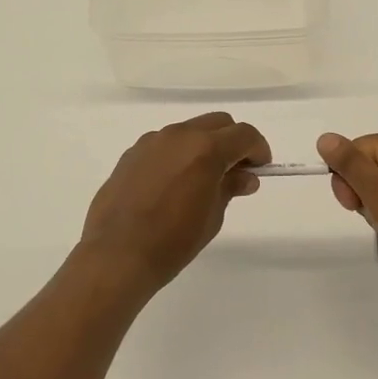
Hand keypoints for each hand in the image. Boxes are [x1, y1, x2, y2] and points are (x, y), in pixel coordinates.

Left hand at [79, 113, 270, 295]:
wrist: (116, 255)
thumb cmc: (173, 242)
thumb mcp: (212, 217)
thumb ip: (230, 187)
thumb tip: (245, 176)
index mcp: (205, 149)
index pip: (244, 135)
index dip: (258, 149)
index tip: (260, 168)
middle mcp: (179, 135)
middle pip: (218, 123)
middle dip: (233, 141)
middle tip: (236, 171)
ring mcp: (152, 141)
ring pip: (189, 130)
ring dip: (204, 145)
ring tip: (202, 178)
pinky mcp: (132, 153)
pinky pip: (165, 144)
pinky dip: (179, 154)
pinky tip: (173, 183)